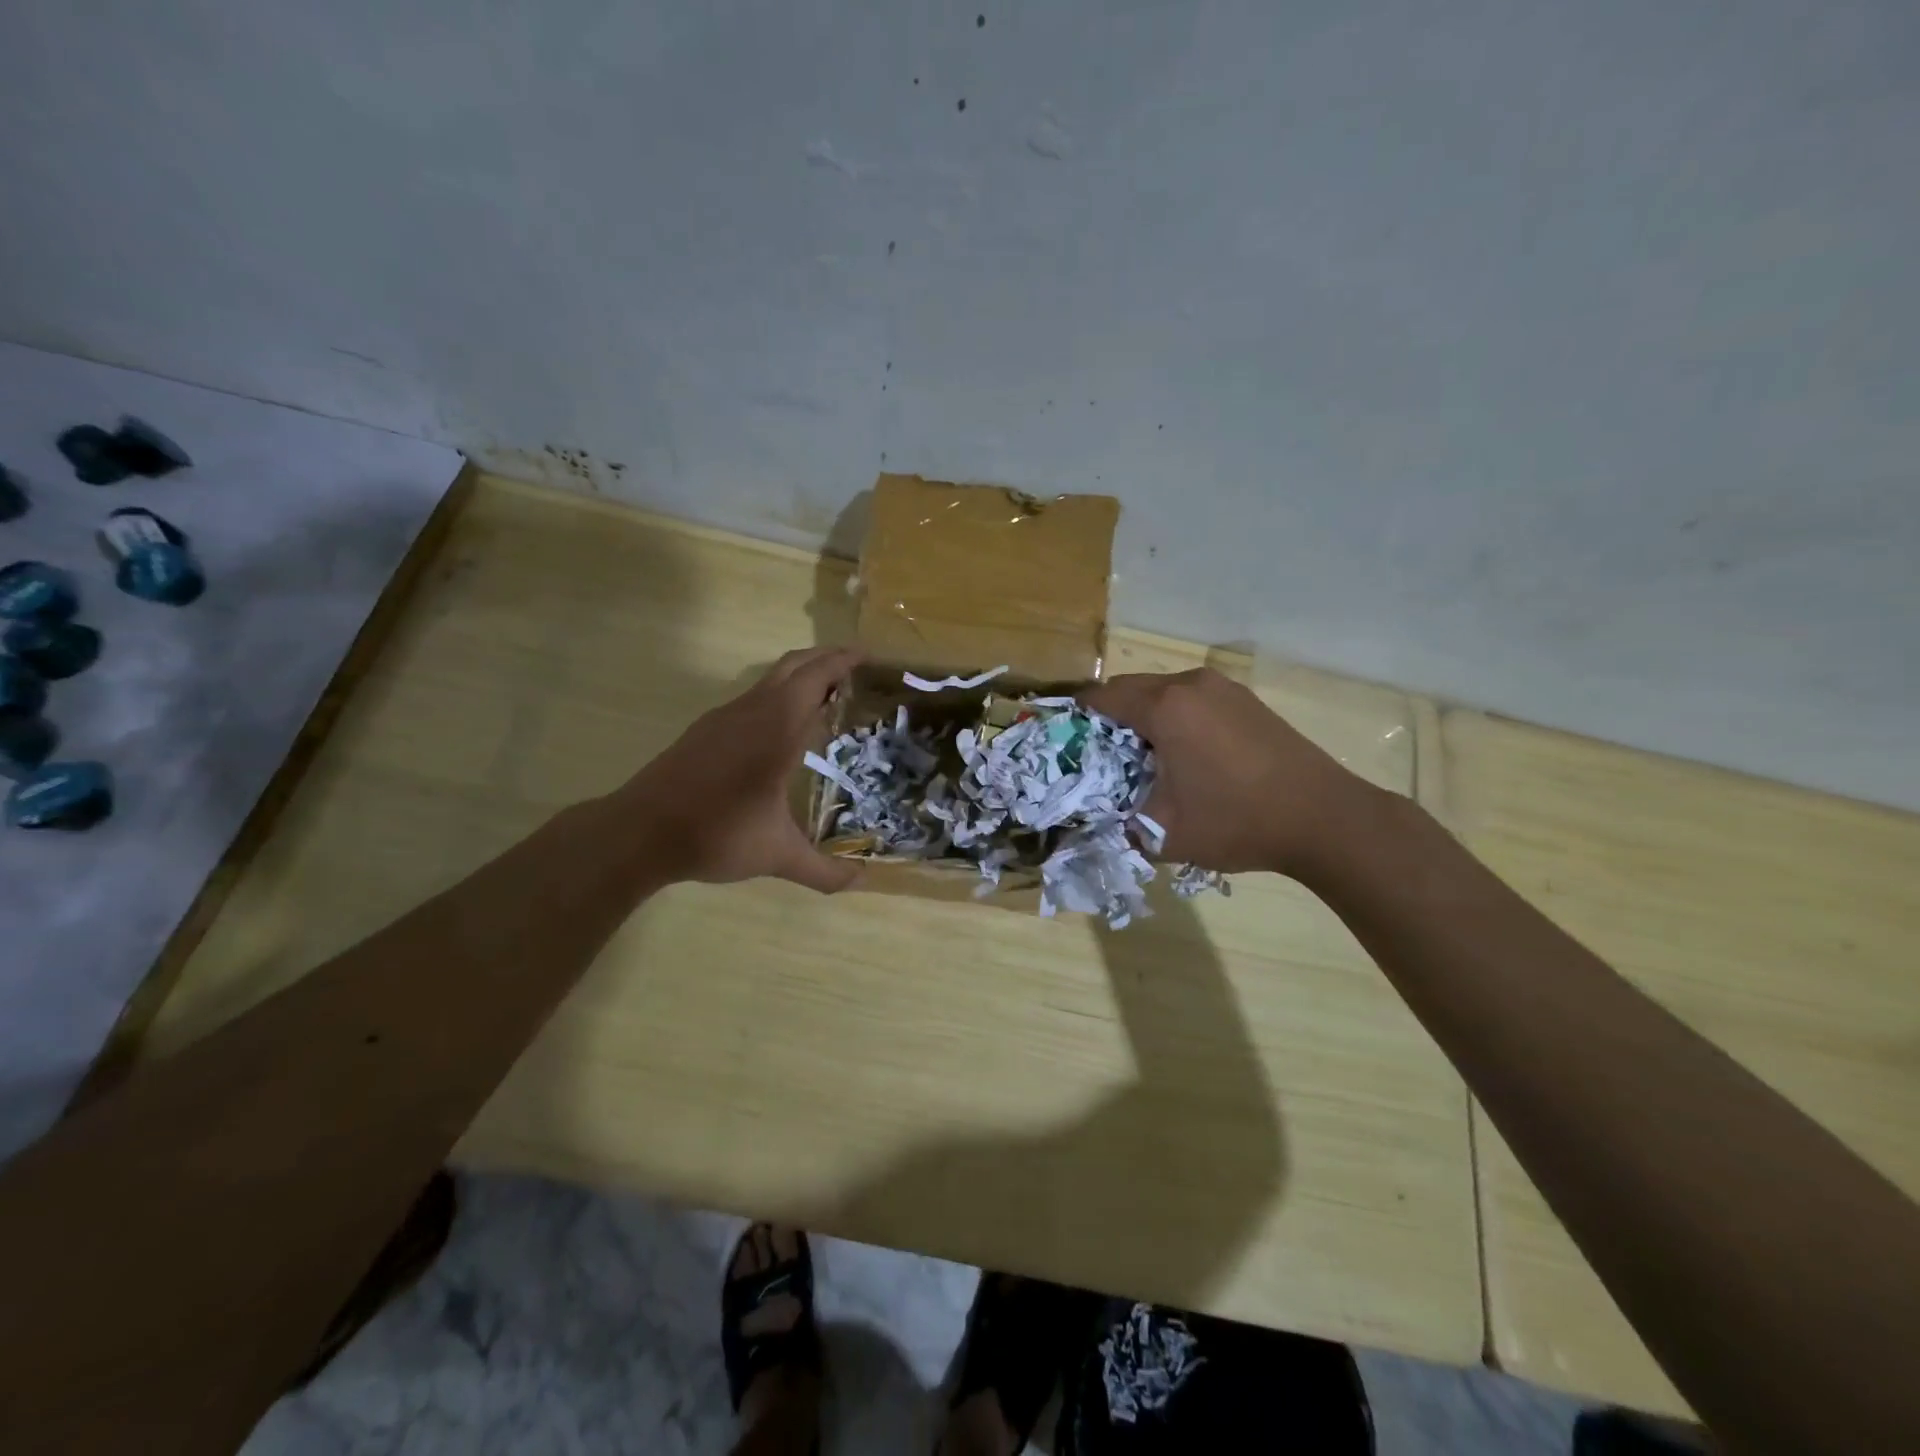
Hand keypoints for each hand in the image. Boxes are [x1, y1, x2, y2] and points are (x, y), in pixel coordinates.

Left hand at [622, 647, 862, 892]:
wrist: (639, 832)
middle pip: (793, 666)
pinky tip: (782, 725)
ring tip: (826, 694)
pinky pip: (752, 697)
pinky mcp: (705, 730)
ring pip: (769, 680)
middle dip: (825, 658)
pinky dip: (778, 695)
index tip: (868, 656)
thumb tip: (862, 882)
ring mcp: (724, 718)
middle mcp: (752, 712)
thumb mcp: (777, 855)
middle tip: (855, 665)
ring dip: (800, 676)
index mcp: (777, 729)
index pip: (815, 678)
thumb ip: (823, 870)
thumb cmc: (716, 834)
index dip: (842, 662)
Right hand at [1083, 667, 1375, 877]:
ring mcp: (1224, 688)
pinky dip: (1177, 717)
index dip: (1079, 716)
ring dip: (1146, 716)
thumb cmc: (1236, 821)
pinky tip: (1187, 754)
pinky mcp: (1246, 700)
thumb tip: (1101, 819)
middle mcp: (1191, 684)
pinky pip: (1194, 699)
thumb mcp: (1163, 833)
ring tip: (1146, 758)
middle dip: (1112, 717)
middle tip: (1105, 756)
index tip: (1068, 740)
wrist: (1324, 818)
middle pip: (1131, 688)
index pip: (1102, 697)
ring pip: (1164, 691)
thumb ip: (1120, 822)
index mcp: (1165, 707)